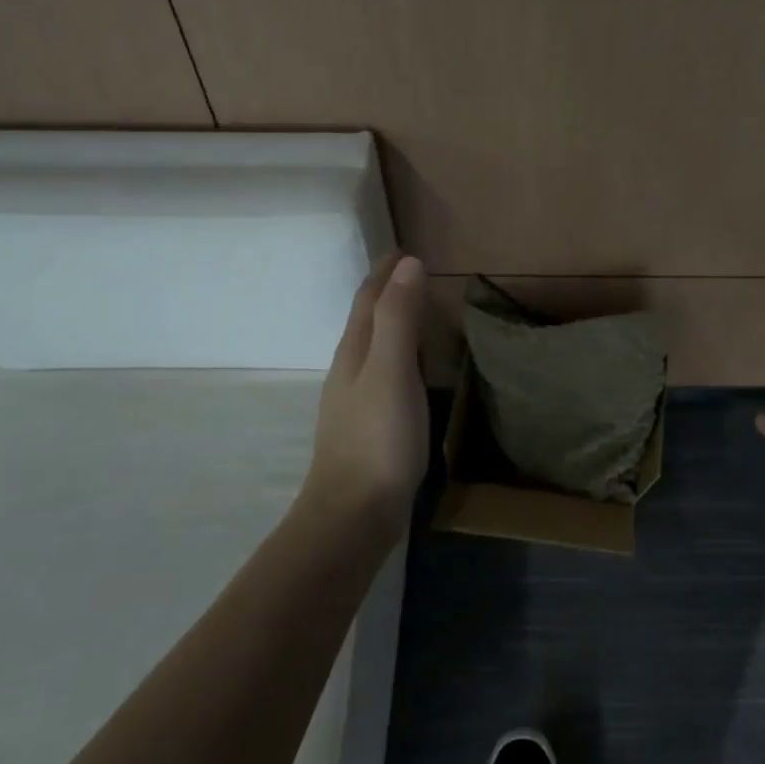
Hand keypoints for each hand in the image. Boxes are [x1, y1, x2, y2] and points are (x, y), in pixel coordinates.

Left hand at [303, 252, 428, 540]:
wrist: (353, 513)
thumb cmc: (377, 439)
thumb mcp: (391, 372)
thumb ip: (399, 318)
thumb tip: (408, 263)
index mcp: (354, 352)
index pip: (368, 299)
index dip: (385, 273)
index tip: (405, 250)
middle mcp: (349, 369)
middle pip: (365, 319)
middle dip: (385, 292)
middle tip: (414, 273)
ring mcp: (355, 400)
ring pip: (371, 346)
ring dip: (390, 322)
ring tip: (415, 311)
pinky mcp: (367, 425)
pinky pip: (382, 372)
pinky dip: (397, 354)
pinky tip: (408, 370)